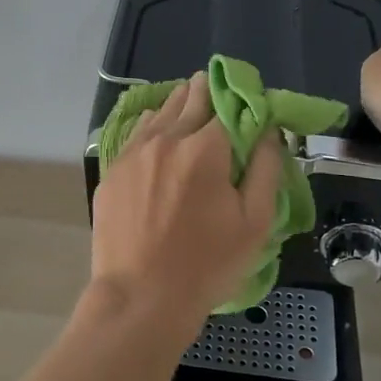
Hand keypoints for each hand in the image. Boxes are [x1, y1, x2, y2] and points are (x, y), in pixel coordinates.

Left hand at [90, 72, 282, 350]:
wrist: (141, 296)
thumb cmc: (207, 264)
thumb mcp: (255, 222)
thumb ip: (266, 170)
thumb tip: (269, 132)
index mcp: (205, 148)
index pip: (227, 106)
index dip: (240, 102)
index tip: (246, 102)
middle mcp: (166, 139)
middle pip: (189, 101)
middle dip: (204, 91)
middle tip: (211, 83)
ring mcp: (133, 154)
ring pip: (158, 114)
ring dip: (175, 104)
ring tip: (185, 98)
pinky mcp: (112, 172)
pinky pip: (135, 136)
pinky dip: (150, 127)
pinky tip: (155, 129)